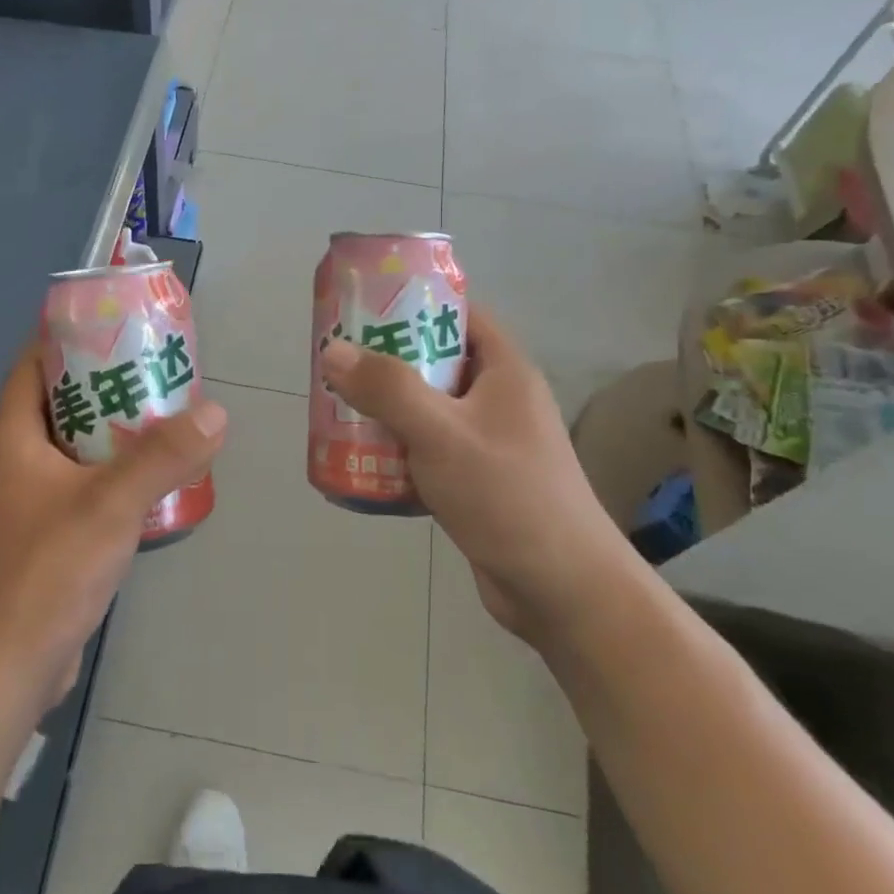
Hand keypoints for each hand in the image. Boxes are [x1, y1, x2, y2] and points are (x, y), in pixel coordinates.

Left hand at [0, 339, 227, 711]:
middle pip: (61, 402)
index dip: (65, 337)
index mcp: (14, 438)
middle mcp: (18, 461)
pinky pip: (87, 482)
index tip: (113, 324)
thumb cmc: (47, 573)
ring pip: (77, 445)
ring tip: (166, 411)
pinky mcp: (52, 533)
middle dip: (104, 380)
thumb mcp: (110, 505)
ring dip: (116, 428)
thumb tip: (214, 411)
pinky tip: (156, 474)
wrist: (10, 667)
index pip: (32, 365)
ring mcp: (33, 499)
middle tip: (155, 367)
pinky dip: (117, 469)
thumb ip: (162, 457)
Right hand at [319, 307, 625, 646]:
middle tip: (338, 363)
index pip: (460, 314)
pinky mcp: (476, 481)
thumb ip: (387, 389)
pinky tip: (361, 459)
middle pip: (436, 362)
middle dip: (387, 362)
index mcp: (504, 371)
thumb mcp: (442, 433)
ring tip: (337, 407)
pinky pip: (428, 450)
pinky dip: (397, 449)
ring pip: (427, 409)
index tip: (364, 308)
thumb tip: (334, 350)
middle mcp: (498, 399)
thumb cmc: (507, 495)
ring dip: (386, 409)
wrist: (560, 589)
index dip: (414, 304)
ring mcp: (488, 442)